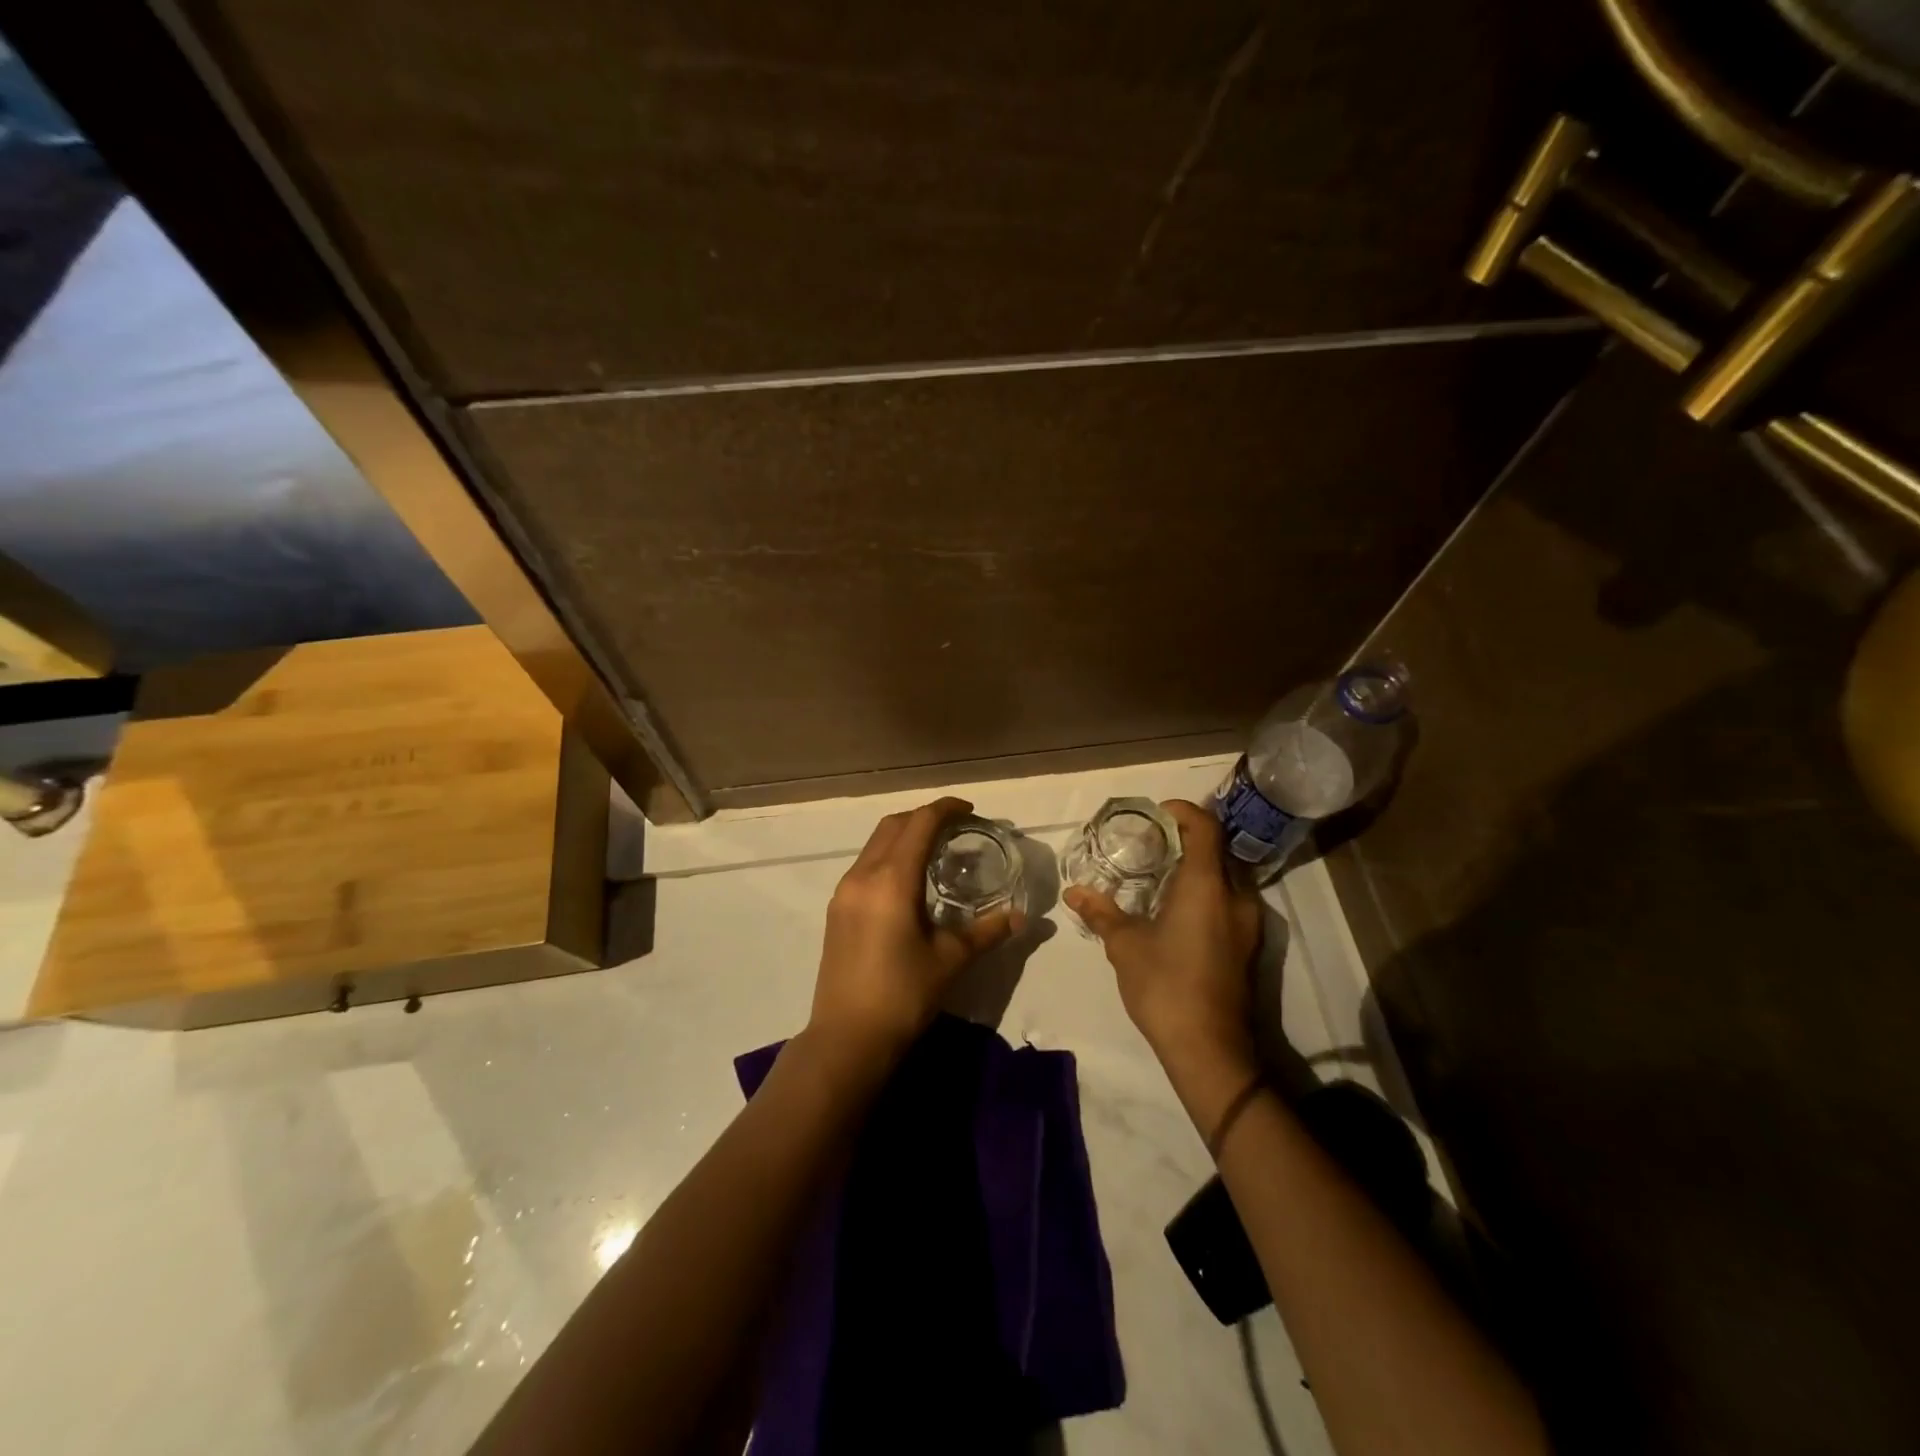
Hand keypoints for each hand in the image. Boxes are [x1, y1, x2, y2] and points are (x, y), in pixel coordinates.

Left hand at [809, 797, 1020, 1068]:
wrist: (847, 1038)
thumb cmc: (903, 995)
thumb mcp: (951, 960)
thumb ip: (987, 931)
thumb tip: (1021, 917)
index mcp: (891, 880)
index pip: (919, 824)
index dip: (945, 809)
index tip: (970, 810)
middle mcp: (863, 875)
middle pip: (893, 825)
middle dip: (924, 817)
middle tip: (956, 828)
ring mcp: (845, 892)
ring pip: (875, 843)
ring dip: (904, 835)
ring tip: (935, 850)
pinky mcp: (837, 909)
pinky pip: (865, 864)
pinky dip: (889, 856)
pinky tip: (909, 880)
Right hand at [1064, 800, 1261, 1081]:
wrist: (1210, 1049)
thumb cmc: (1165, 986)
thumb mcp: (1125, 945)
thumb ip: (1101, 912)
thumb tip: (1073, 892)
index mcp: (1208, 886)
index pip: (1205, 826)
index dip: (1182, 811)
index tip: (1154, 814)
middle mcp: (1236, 896)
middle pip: (1218, 848)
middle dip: (1186, 838)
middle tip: (1150, 842)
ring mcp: (1247, 923)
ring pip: (1226, 876)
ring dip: (1196, 867)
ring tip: (1159, 873)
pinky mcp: (1247, 945)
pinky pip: (1229, 900)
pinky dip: (1205, 891)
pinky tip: (1175, 909)